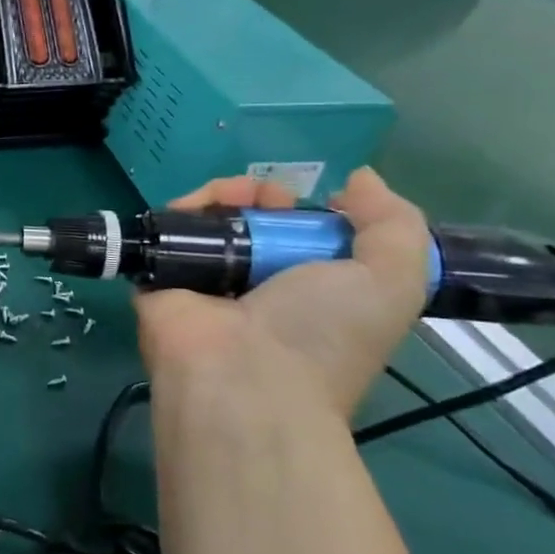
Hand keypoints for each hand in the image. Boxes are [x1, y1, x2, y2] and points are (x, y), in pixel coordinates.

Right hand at [134, 170, 432, 425]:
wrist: (242, 375)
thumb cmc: (322, 333)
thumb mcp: (393, 282)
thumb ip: (395, 225)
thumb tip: (359, 179)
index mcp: (308, 293)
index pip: (303, 239)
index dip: (310, 211)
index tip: (316, 200)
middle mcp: (256, 286)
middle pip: (254, 222)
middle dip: (263, 196)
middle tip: (265, 199)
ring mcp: (204, 281)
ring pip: (211, 221)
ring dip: (222, 195)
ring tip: (227, 197)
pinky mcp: (159, 276)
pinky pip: (167, 231)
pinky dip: (179, 210)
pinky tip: (193, 206)